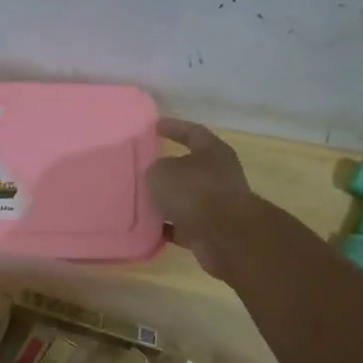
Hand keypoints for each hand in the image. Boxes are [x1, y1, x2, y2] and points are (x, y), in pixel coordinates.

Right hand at [147, 119, 265, 280]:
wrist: (224, 236)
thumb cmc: (194, 191)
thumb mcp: (162, 171)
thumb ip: (155, 169)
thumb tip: (158, 176)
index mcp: (213, 151)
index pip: (192, 132)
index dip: (173, 127)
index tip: (154, 126)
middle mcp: (219, 175)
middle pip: (190, 167)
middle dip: (167, 168)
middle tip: (142, 166)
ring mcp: (218, 204)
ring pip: (186, 198)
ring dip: (166, 201)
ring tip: (139, 199)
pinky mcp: (211, 230)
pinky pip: (184, 225)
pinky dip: (167, 226)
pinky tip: (147, 227)